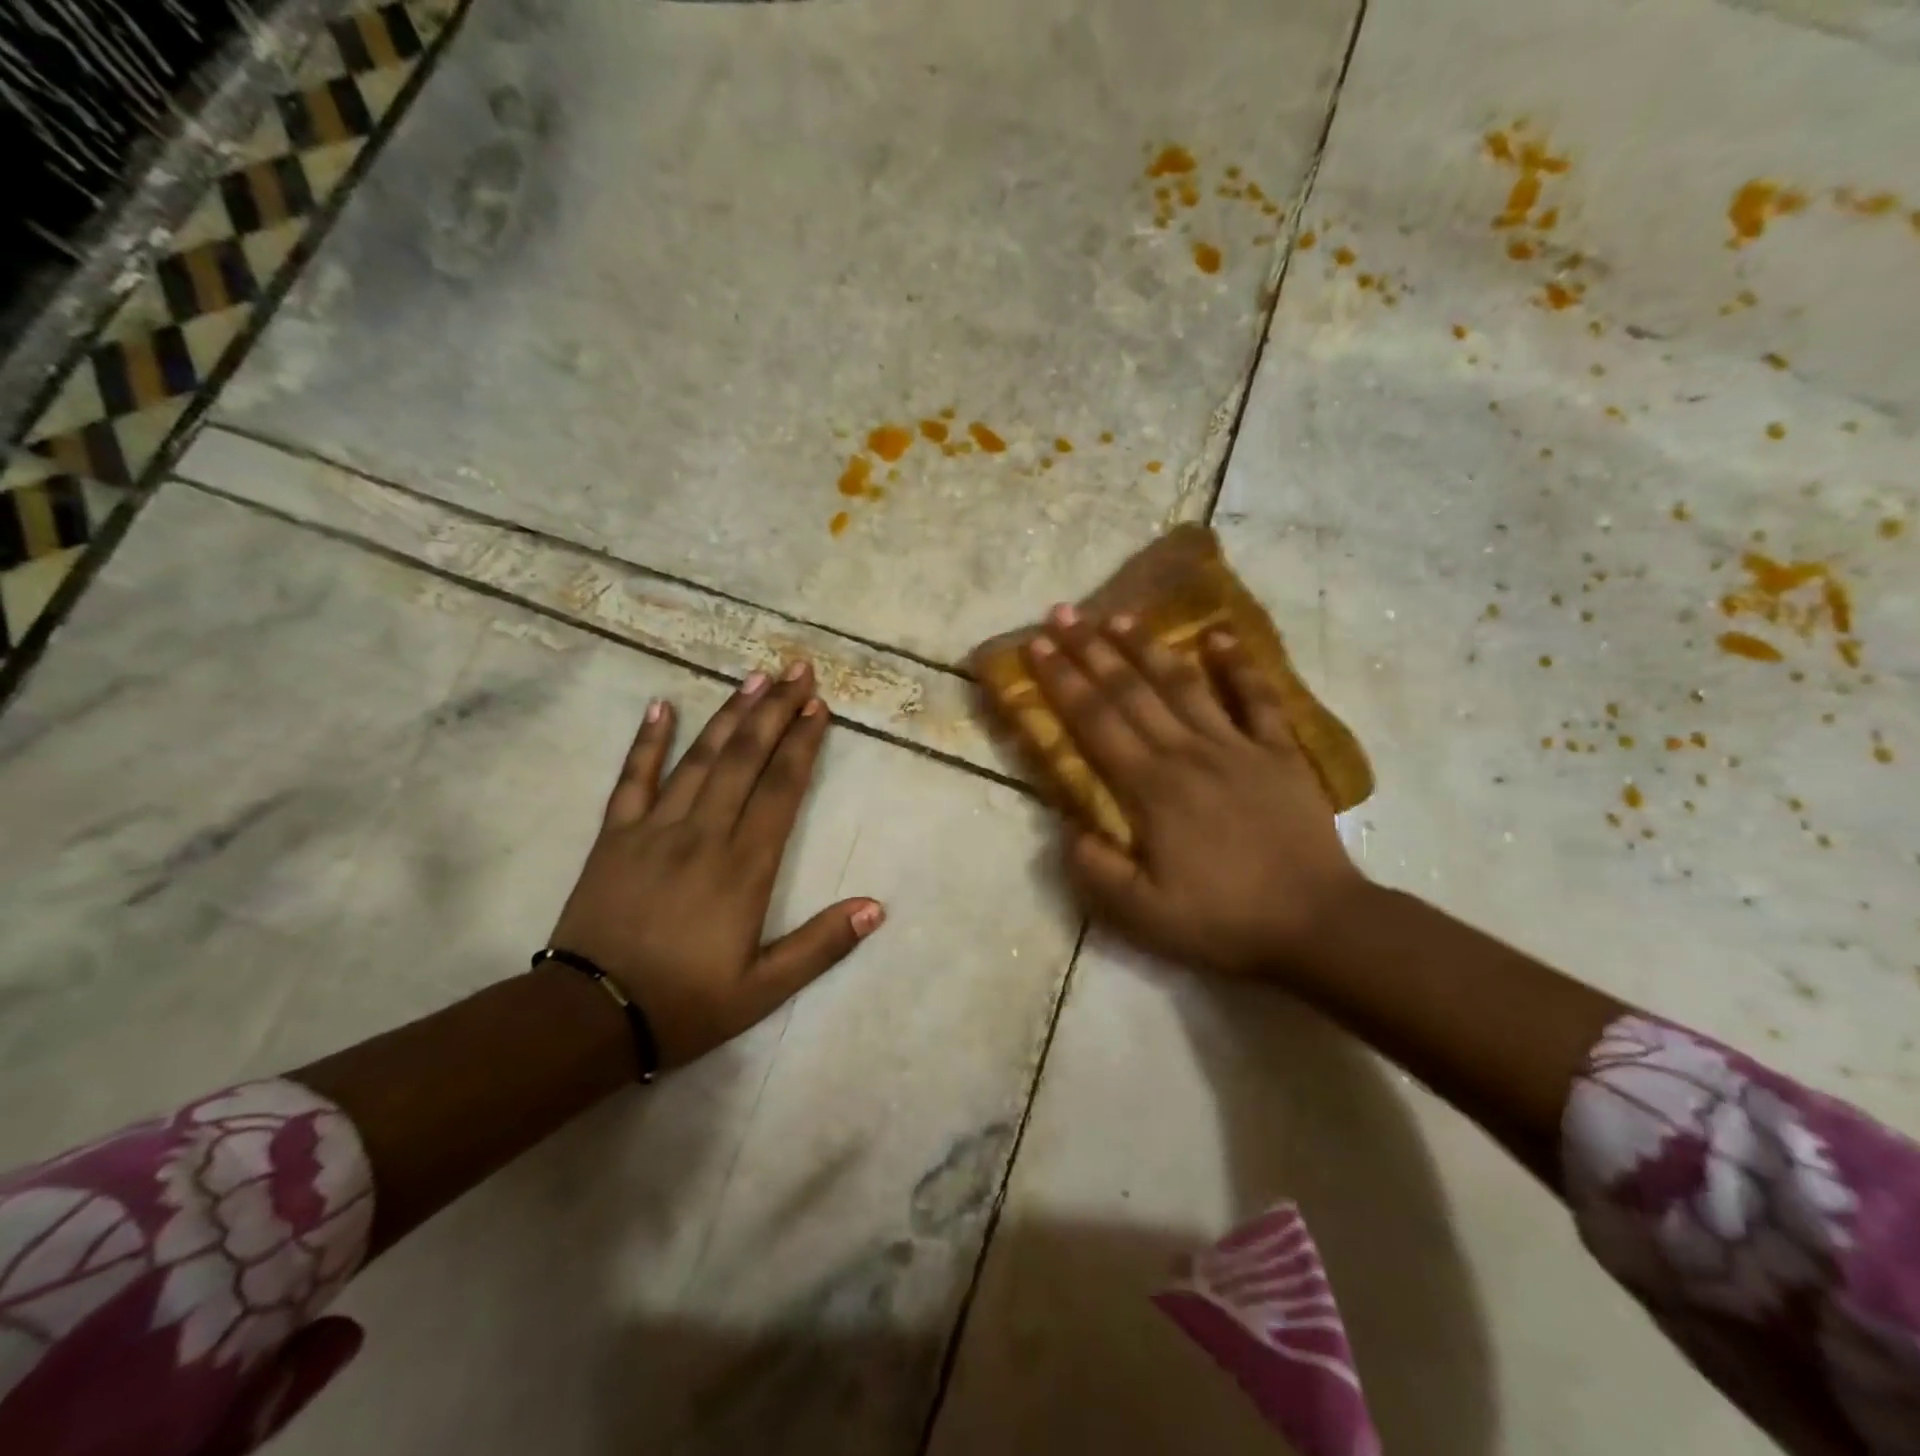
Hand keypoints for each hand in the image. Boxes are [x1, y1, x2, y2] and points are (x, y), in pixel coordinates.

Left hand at [548, 663, 883, 1067]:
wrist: (589, 1018)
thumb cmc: (685, 1003)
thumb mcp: (764, 989)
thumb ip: (822, 945)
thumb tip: (876, 907)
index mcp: (744, 866)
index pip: (782, 788)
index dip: (802, 744)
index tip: (818, 707)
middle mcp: (704, 833)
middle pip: (746, 759)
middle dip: (775, 711)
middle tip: (797, 670)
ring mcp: (655, 829)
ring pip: (700, 758)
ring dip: (730, 715)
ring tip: (754, 678)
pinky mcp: (614, 836)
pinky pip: (632, 779)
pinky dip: (647, 741)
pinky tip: (661, 706)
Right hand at [1025, 608, 1366, 978]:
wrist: (1317, 925)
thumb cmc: (1223, 921)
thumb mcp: (1143, 915)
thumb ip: (1095, 870)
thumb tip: (1068, 828)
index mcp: (1150, 788)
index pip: (1094, 721)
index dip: (1061, 681)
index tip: (1035, 646)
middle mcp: (1187, 753)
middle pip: (1130, 691)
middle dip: (1090, 649)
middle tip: (1062, 613)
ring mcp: (1237, 747)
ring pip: (1183, 684)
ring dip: (1148, 647)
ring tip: (1119, 616)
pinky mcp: (1280, 752)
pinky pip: (1258, 699)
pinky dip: (1239, 666)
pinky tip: (1220, 636)